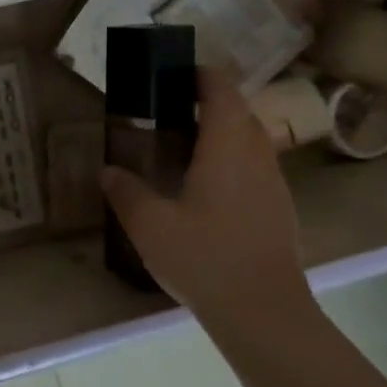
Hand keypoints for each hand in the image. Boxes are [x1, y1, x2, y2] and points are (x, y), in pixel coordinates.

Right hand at [100, 68, 312, 332]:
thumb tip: (108, 170)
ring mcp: (273, 184)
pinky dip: (231, 160)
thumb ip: (126, 192)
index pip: (221, 91)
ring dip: (222, 132)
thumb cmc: (205, 257)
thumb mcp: (149, 224)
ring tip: (183, 146)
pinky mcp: (279, 210)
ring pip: (250, 141)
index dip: (200, 75)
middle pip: (239, 112)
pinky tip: (205, 188)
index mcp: (226, 147)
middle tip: (168, 111)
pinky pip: (255, 167)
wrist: (264, 313)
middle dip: (208, 103)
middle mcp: (256, 156)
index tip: (173, 74)